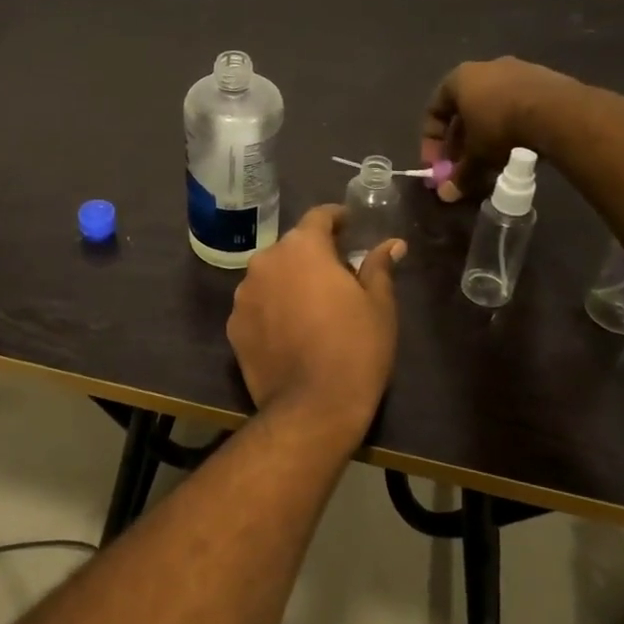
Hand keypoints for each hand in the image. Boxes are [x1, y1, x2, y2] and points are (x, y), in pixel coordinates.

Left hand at [226, 205, 405, 450]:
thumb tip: (390, 244)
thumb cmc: (355, 348)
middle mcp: (265, 261)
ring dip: (288, 281)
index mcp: (302, 248)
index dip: (336, 218)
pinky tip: (289, 331)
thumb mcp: (379, 305)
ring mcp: (243, 293)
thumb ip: (378, 267)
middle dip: (312, 255)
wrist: (311, 407)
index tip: (349, 225)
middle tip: (337, 273)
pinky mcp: (233, 325)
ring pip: (270, 275)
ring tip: (311, 305)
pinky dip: (271, 308)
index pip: (319, 217)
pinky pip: (257, 305)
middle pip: (292, 247)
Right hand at [421, 57, 576, 202]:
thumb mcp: (476, 156)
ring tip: (492, 160)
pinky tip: (518, 147)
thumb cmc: (502, 127)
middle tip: (462, 165)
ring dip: (487, 134)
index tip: (437, 164)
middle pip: (464, 109)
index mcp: (459, 78)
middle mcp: (486, 67)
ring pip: (492, 107)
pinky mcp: (546, 79)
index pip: (434, 110)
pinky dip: (512, 126)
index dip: (431, 141)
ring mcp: (518, 70)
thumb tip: (446, 195)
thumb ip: (459, 174)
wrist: (560, 112)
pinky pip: (519, 105)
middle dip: (460, 140)